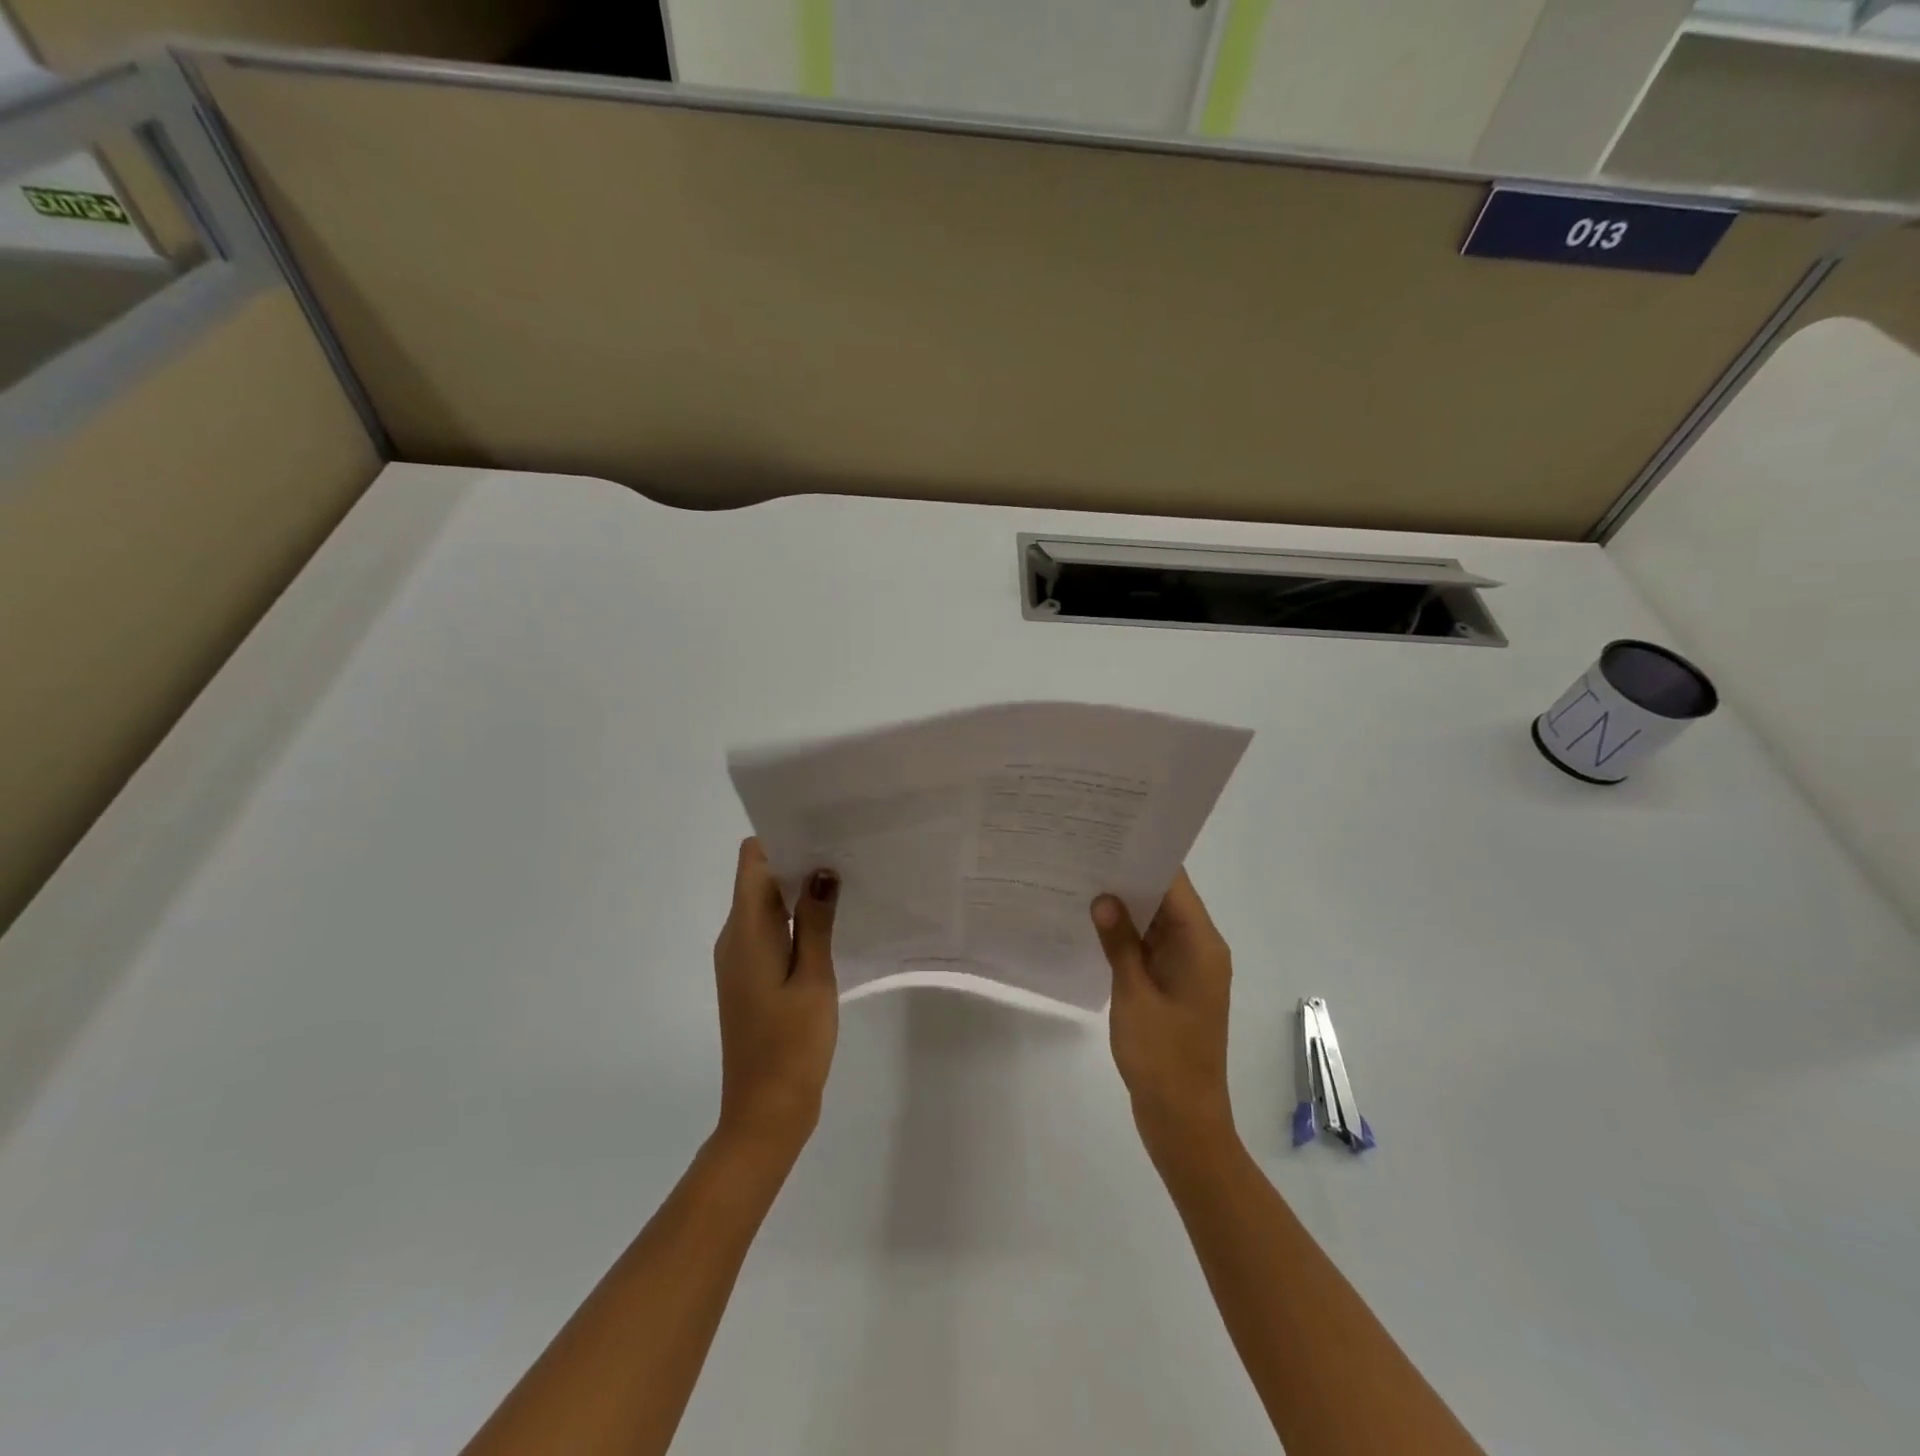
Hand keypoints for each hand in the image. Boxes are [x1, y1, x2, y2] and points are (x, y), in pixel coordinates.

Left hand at [712, 838, 839, 1159]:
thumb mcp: (813, 977)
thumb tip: (821, 869)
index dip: (782, 838)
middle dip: (797, 860)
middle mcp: (734, 937)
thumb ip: (816, 920)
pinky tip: (830, 923)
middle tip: (846, 850)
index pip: (753, 860)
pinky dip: (795, 919)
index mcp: (746, 930)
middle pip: (758, 878)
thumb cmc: (792, 1043)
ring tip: (845, 879)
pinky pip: (769, 930)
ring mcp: (739, 959)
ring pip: (765, 904)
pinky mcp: (750, 977)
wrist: (765, 1112)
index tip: (822, 829)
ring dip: (798, 890)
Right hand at [1091, 869, 1236, 1159]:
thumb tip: (1104, 898)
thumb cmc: (1162, 1055)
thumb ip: (1119, 942)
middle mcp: (1202, 949)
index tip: (1108, 836)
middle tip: (1086, 855)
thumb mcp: (1134, 994)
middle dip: (1130, 878)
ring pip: (1159, 923)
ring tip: (1084, 881)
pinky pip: (1153, 948)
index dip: (1144, 858)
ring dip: (1128, 908)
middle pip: (1168, 900)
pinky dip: (1130, 936)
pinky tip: (1096, 926)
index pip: (1175, 884)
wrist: (1183, 1120)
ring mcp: (1190, 969)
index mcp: (1201, 944)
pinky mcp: (1176, 987)